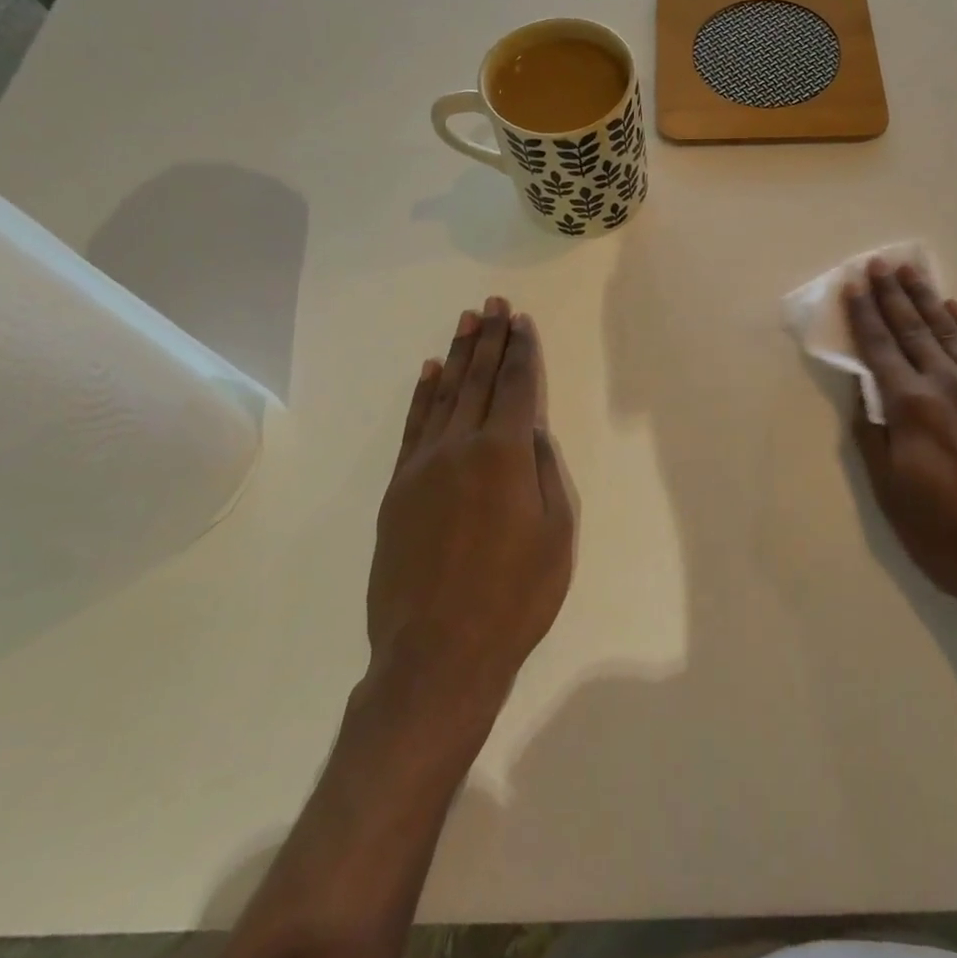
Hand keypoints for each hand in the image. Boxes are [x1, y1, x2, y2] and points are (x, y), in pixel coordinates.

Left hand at [366, 298, 574, 732]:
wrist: (439, 653)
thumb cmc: (516, 596)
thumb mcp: (557, 534)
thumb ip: (545, 474)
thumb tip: (531, 435)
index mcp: (505, 455)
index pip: (517, 387)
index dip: (522, 351)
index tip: (522, 321)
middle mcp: (461, 447)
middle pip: (478, 380)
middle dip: (489, 339)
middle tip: (493, 304)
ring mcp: (423, 466)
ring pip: (444, 396)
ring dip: (457, 356)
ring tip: (466, 322)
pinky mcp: (399, 490)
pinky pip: (414, 427)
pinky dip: (423, 395)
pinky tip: (430, 373)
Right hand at [843, 261, 956, 682]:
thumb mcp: (895, 499)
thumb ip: (876, 442)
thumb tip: (865, 396)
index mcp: (912, 409)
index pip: (881, 350)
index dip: (864, 317)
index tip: (854, 285)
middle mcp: (948, 386)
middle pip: (914, 331)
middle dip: (894, 296)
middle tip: (880, 263)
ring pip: (950, 333)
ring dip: (928, 300)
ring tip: (912, 272)